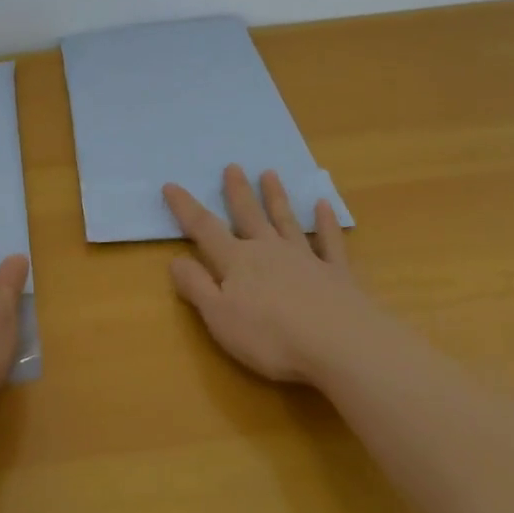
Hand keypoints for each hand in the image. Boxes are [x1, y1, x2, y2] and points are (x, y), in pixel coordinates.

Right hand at [163, 165, 357, 384]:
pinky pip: (330, 241)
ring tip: (270, 174)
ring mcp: (305, 258)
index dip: (185, 208)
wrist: (342, 345)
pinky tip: (324, 206)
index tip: (171, 185)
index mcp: (237, 262)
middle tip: (232, 166)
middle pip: (249, 215)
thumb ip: (196, 286)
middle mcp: (268, 250)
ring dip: (276, 197)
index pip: (204, 229)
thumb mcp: (220, 317)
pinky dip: (326, 223)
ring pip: (286, 221)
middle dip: (237, 192)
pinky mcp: (337, 274)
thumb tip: (175, 259)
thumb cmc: (272, 337)